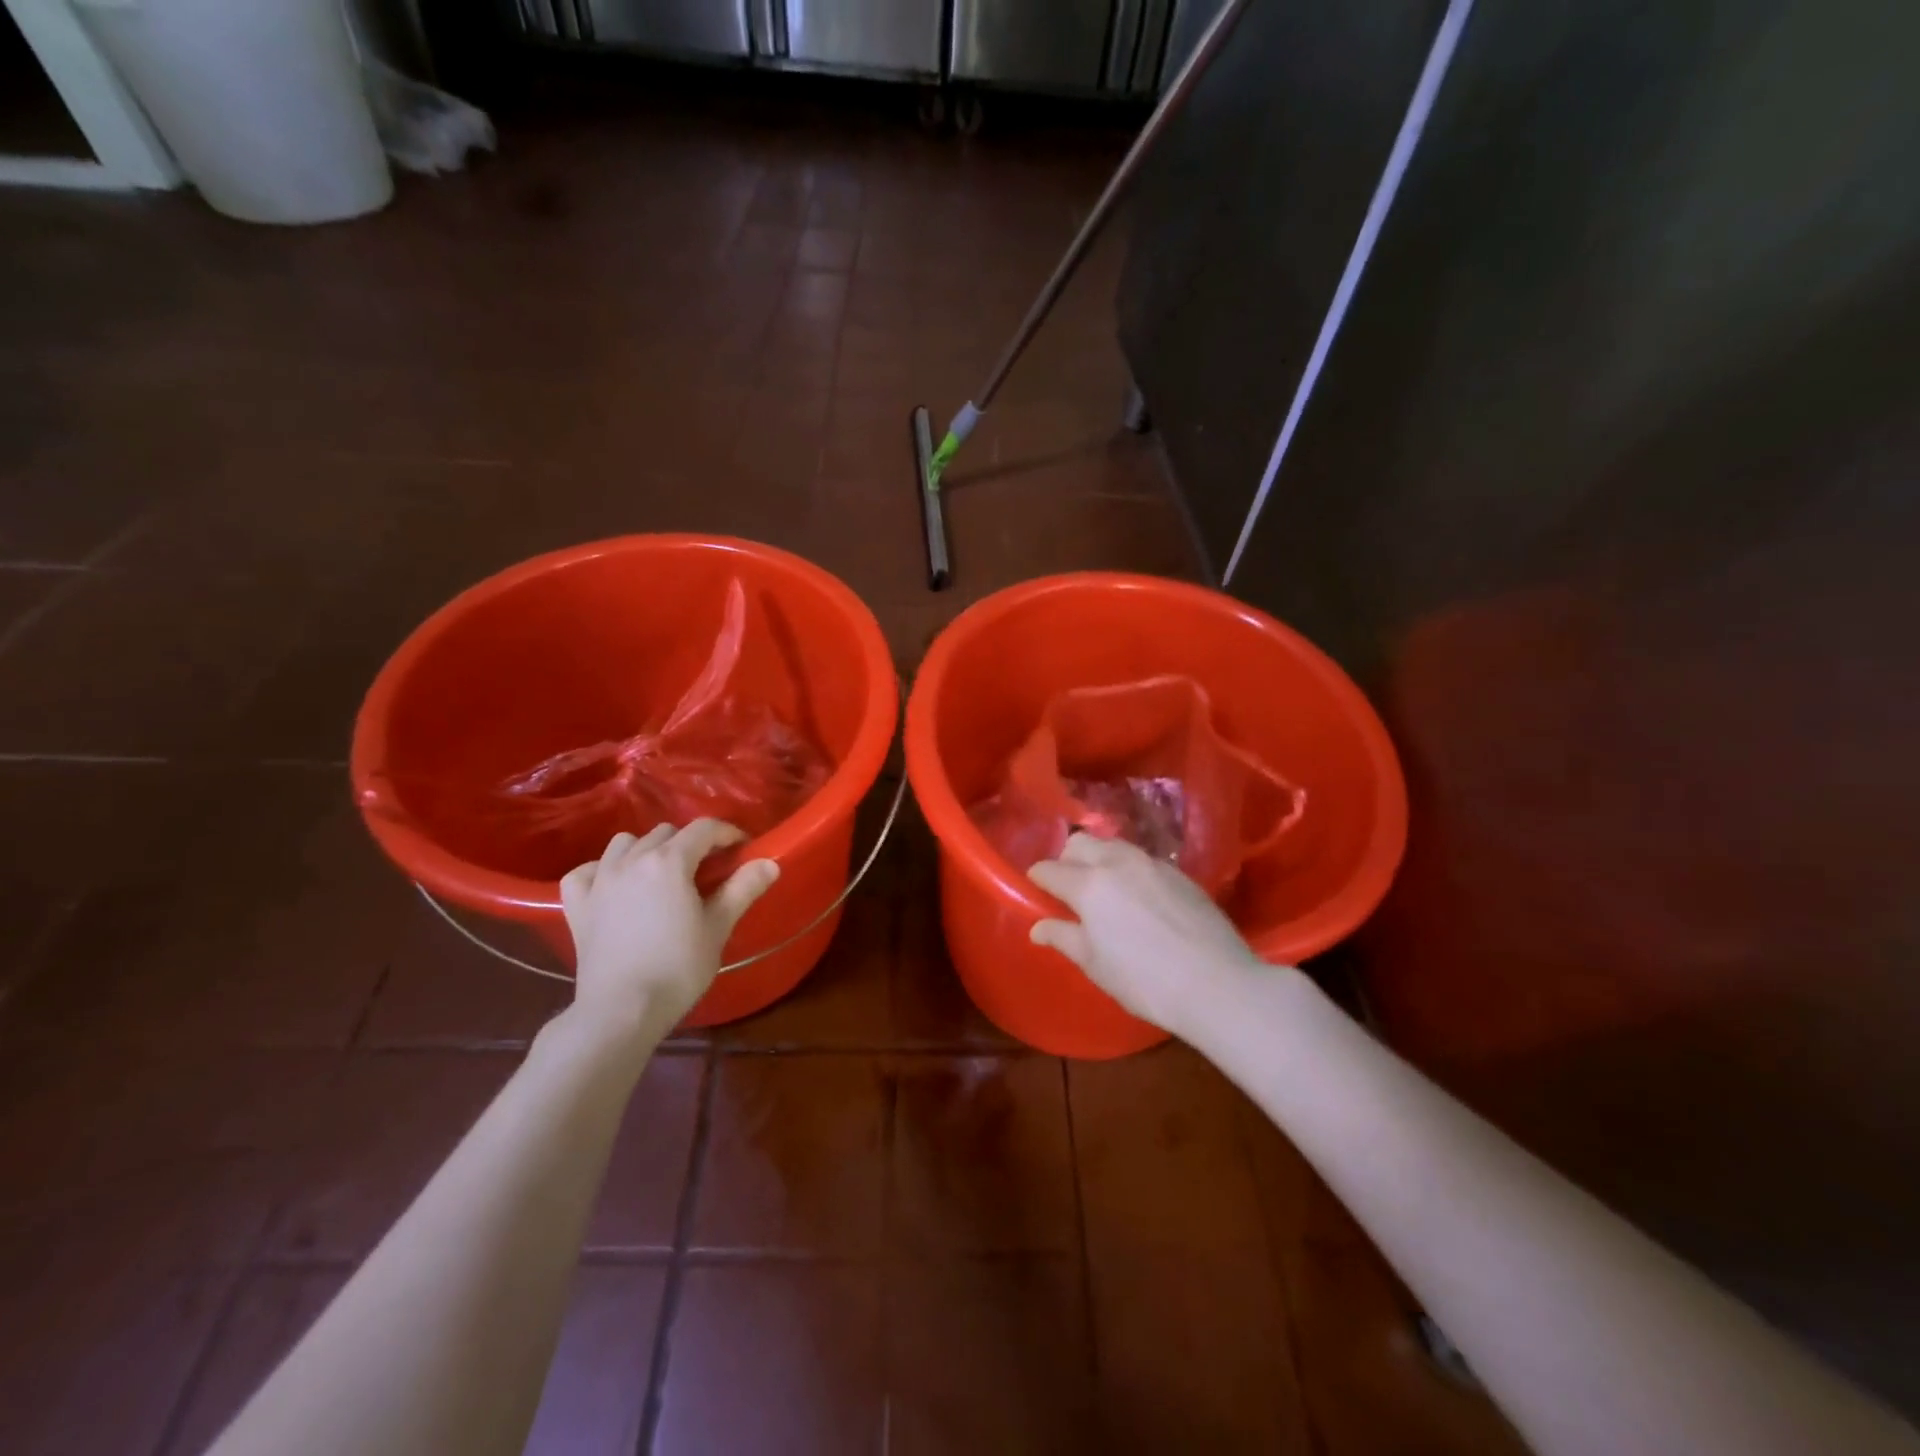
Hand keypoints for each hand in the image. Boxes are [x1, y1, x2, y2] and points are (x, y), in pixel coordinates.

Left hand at [559, 820, 779, 1035]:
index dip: (727, 834)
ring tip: (662, 875)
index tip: (742, 849)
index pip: (703, 829)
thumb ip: (742, 889)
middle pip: (666, 832)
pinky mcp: (577, 905)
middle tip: (707, 870)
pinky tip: (614, 886)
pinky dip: (602, 871)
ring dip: (647, 850)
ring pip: (625, 843)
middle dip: (690, 843)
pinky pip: (586, 871)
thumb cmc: (677, 968)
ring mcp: (599, 881)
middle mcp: (631, 860)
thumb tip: (769, 862)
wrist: (622, 1011)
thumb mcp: (718, 927)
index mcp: (669, 862)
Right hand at [1028, 833, 1269, 1038]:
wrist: (1218, 984)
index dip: (1038, 879)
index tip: (1038, 891)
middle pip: (1079, 843)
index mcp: (1089, 884)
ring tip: (1104, 890)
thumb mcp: (1096, 964)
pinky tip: (1139, 898)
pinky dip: (1128, 870)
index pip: (1050, 869)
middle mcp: (1117, 862)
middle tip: (1069, 889)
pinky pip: (1141, 860)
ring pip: (1112, 845)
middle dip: (1066, 859)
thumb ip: (1064, 938)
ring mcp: (1151, 864)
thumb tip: (1038, 927)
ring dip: (1099, 859)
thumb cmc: (1145, 981)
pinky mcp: (1179, 873)